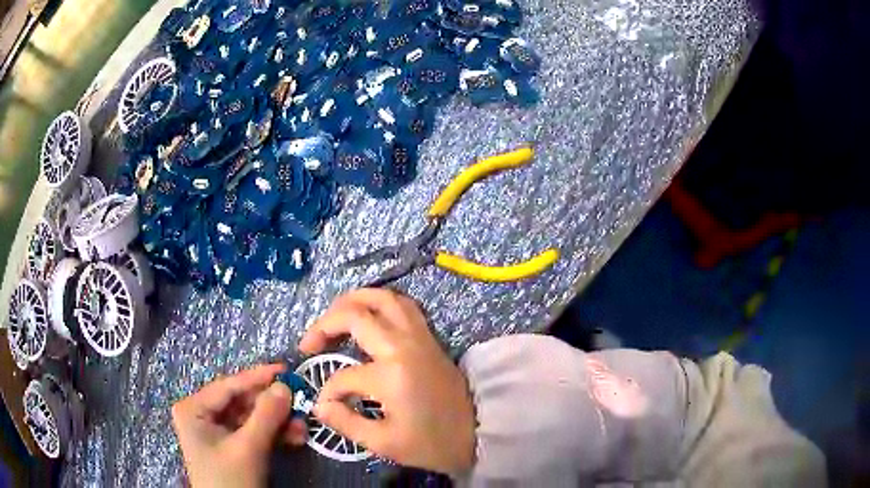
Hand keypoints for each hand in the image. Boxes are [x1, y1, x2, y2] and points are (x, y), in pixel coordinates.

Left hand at [171, 364, 307, 487]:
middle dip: (272, 406)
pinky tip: (294, 438)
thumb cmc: (230, 480)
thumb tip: (285, 386)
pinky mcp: (230, 446)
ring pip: (251, 418)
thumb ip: (266, 416)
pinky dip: (273, 434)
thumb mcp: (248, 449)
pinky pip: (253, 432)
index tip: (286, 369)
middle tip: (300, 403)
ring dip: (277, 422)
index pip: (229, 386)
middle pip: (242, 402)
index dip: (258, 377)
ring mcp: (216, 431)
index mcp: (194, 409)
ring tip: (302, 427)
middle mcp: (202, 415)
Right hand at [299, 288, 475, 475]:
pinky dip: (380, 303)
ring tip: (333, 317)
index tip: (325, 405)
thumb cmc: (431, 443)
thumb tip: (319, 406)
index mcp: (391, 374)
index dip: (328, 391)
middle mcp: (404, 345)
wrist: (478, 434)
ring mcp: (420, 337)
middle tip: (310, 343)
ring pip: (383, 298)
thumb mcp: (384, 443)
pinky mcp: (430, 337)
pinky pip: (403, 305)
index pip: (344, 376)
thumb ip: (346, 423)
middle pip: (356, 316)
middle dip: (325, 325)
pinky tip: (369, 316)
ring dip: (353, 301)